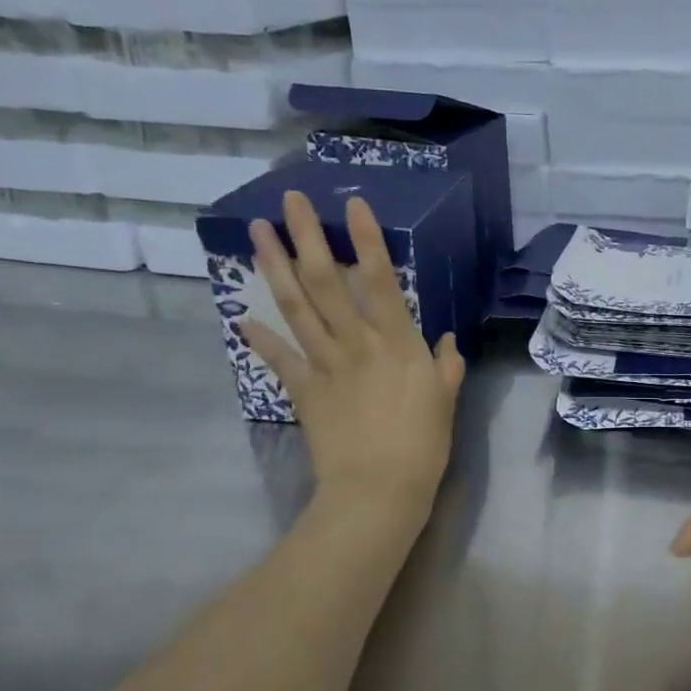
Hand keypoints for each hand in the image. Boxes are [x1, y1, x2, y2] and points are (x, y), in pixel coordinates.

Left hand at [239, 192, 464, 520]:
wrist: (378, 489)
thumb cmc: (423, 445)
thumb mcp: (446, 401)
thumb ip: (447, 366)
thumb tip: (448, 341)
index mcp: (398, 343)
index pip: (382, 280)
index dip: (367, 239)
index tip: (351, 204)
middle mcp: (358, 343)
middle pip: (326, 282)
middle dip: (306, 237)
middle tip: (287, 201)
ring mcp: (325, 365)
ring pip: (296, 308)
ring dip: (274, 268)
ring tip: (257, 234)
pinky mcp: (304, 391)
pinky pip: (279, 359)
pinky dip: (260, 338)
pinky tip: (242, 317)